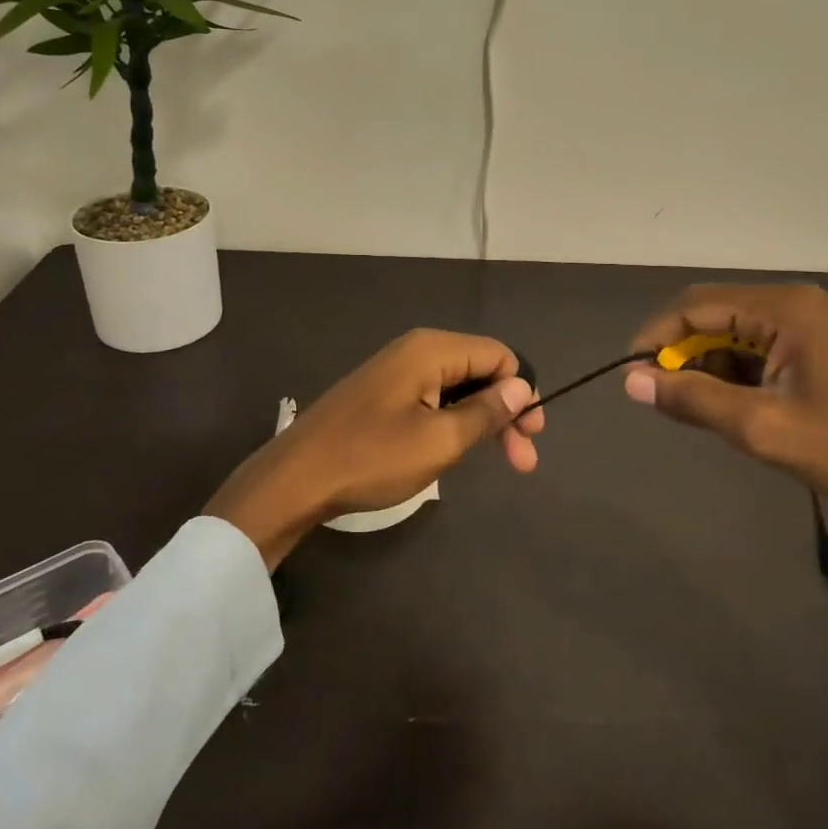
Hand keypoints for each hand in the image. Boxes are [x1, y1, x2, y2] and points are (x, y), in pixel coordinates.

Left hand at [205, 330, 542, 569]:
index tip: (532, 436)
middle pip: (480, 369)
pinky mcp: (383, 393)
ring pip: (458, 386)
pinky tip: (457, 448)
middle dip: (506, 411)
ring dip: (483, 420)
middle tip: (523, 461)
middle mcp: (416, 349)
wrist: (295, 479)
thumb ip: (486, 411)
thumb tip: (522, 387)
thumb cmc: (371, 457)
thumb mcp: (439, 440)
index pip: (499, 355)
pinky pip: (434, 397)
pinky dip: (454, 420)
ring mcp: (397, 371)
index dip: (523, 391)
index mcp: (432, 350)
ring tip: (498, 460)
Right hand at [624, 284, 827, 616]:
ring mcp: (811, 323)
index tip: (631, 375)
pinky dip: (738, 374)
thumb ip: (693, 399)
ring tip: (709, 413)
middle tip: (667, 400)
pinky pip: (760, 348)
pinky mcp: (820, 346)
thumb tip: (631, 380)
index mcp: (783, 308)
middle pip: (714, 315)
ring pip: (735, 333)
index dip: (656, 337)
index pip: (695, 306)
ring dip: (711, 368)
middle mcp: (795, 302)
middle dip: (684, 355)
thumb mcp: (762, 427)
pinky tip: (742, 409)